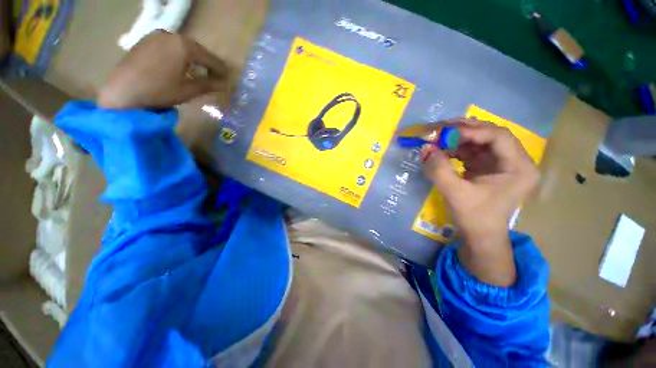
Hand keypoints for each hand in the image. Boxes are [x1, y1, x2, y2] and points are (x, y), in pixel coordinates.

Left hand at [97, 31, 228, 108]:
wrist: (122, 91)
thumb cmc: (159, 91)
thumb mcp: (188, 90)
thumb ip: (208, 85)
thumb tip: (224, 84)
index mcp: (183, 46)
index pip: (209, 57)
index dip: (220, 69)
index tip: (228, 78)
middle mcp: (170, 35)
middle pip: (196, 49)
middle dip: (207, 63)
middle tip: (215, 75)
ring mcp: (156, 36)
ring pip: (182, 47)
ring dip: (193, 59)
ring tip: (199, 71)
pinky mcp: (145, 41)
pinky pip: (169, 46)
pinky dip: (178, 55)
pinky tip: (180, 66)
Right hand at [421, 119, 538, 285]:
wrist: (479, 236)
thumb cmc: (474, 218)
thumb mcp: (455, 194)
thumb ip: (439, 170)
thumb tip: (425, 148)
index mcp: (518, 167)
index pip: (498, 136)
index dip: (470, 131)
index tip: (443, 133)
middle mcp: (514, 161)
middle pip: (488, 135)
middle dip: (462, 130)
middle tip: (437, 129)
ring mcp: (500, 163)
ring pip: (478, 141)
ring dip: (455, 138)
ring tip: (435, 138)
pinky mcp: (487, 167)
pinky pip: (471, 151)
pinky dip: (454, 149)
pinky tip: (441, 150)